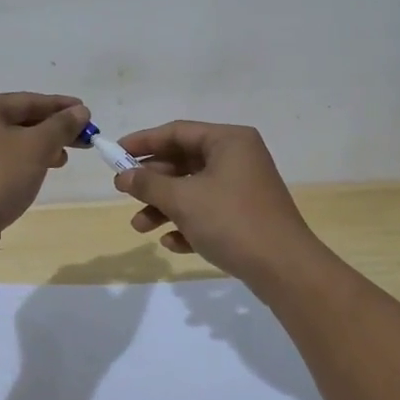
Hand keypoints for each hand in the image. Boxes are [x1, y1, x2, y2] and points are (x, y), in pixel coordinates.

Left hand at [0, 93, 89, 250]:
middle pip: (18, 120)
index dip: (60, 106)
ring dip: (40, 148)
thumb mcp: (36, 147)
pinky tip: (38, 173)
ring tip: (63, 159)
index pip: (26, 100)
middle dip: (52, 129)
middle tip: (83, 139)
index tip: (87, 112)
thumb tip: (80, 111)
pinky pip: (1, 162)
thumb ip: (61, 126)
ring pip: (11, 143)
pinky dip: (23, 163)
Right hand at [111, 121, 318, 281]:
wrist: (284, 268)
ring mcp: (244, 188)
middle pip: (185, 161)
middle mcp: (238, 158)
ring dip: (165, 207)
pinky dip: (188, 223)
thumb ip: (149, 184)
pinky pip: (209, 212)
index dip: (144, 142)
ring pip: (194, 190)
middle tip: (123, 193)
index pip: (178, 131)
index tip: (115, 154)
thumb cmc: (231, 221)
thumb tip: (123, 176)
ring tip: (140, 227)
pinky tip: (171, 243)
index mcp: (229, 141)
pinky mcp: (246, 216)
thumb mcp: (183, 200)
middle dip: (153, 181)